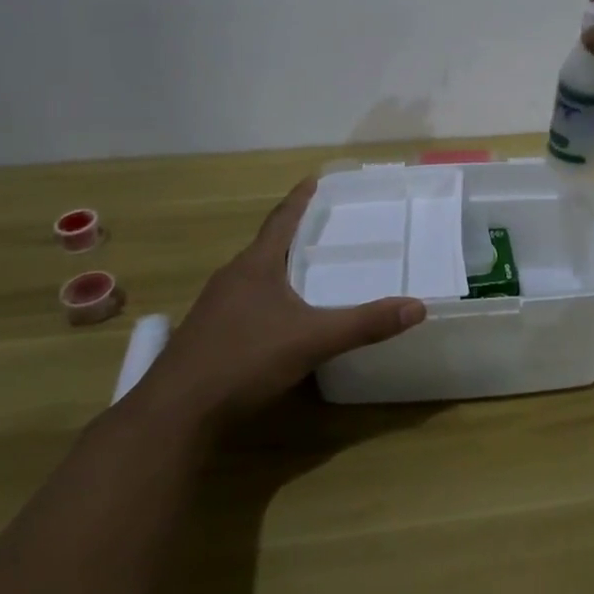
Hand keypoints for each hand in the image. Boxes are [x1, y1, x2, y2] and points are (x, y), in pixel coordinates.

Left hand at [132, 179, 425, 427]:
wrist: (175, 414)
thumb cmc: (243, 360)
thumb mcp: (312, 340)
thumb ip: (364, 324)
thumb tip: (418, 306)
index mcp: (255, 266)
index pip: (281, 220)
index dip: (300, 199)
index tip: (314, 179)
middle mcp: (231, 278)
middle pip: (267, 246)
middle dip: (294, 235)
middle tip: (325, 227)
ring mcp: (214, 308)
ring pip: (254, 276)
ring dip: (279, 267)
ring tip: (307, 269)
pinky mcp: (207, 335)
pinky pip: (244, 302)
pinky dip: (268, 298)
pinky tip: (280, 318)